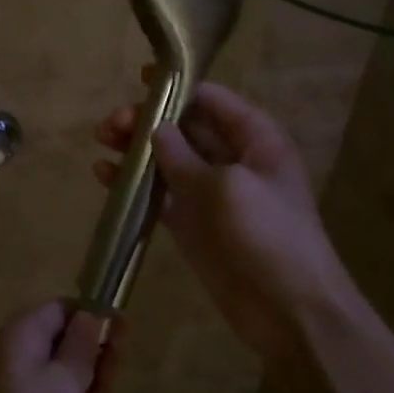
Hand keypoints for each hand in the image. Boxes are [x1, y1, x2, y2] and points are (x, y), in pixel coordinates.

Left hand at [0, 301, 123, 392]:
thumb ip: (82, 344)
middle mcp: (16, 355)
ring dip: (89, 383)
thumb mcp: (66, 379)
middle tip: (116, 373)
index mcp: (20, 335)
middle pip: (64, 340)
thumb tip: (91, 313)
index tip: (124, 331)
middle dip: (94, 354)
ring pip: (64, 373)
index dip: (92, 316)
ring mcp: (19, 389)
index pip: (60, 308)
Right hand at [94, 78, 358, 360]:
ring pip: (167, 158)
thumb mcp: (227, 189)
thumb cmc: (269, 238)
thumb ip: (185, 157)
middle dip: (148, 120)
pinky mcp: (191, 222)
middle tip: (112, 125)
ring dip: (135, 149)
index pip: (212, 100)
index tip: (140, 79)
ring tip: (102, 143)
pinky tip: (104, 176)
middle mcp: (232, 159)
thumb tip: (156, 129)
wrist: (291, 313)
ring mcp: (210, 192)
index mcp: (256, 140)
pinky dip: (133, 184)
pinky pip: (158, 193)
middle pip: (184, 126)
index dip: (178, 87)